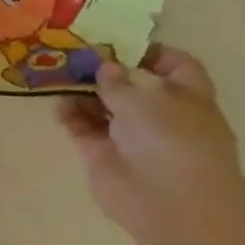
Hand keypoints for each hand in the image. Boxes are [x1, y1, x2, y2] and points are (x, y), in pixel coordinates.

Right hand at [57, 45, 244, 238]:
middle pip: (131, 86)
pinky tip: (57, 102)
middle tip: (74, 53)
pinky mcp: (103, 155)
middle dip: (104, 71)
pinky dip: (70, 115)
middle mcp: (160, 115)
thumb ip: (117, 79)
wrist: (169, 202)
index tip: (120, 42)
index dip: (152, 52)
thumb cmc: (170, 139)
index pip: (176, 66)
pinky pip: (83, 128)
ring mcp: (131, 137)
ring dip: (82, 91)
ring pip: (103, 107)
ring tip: (57, 73)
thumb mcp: (143, 97)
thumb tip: (105, 67)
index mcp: (187, 97)